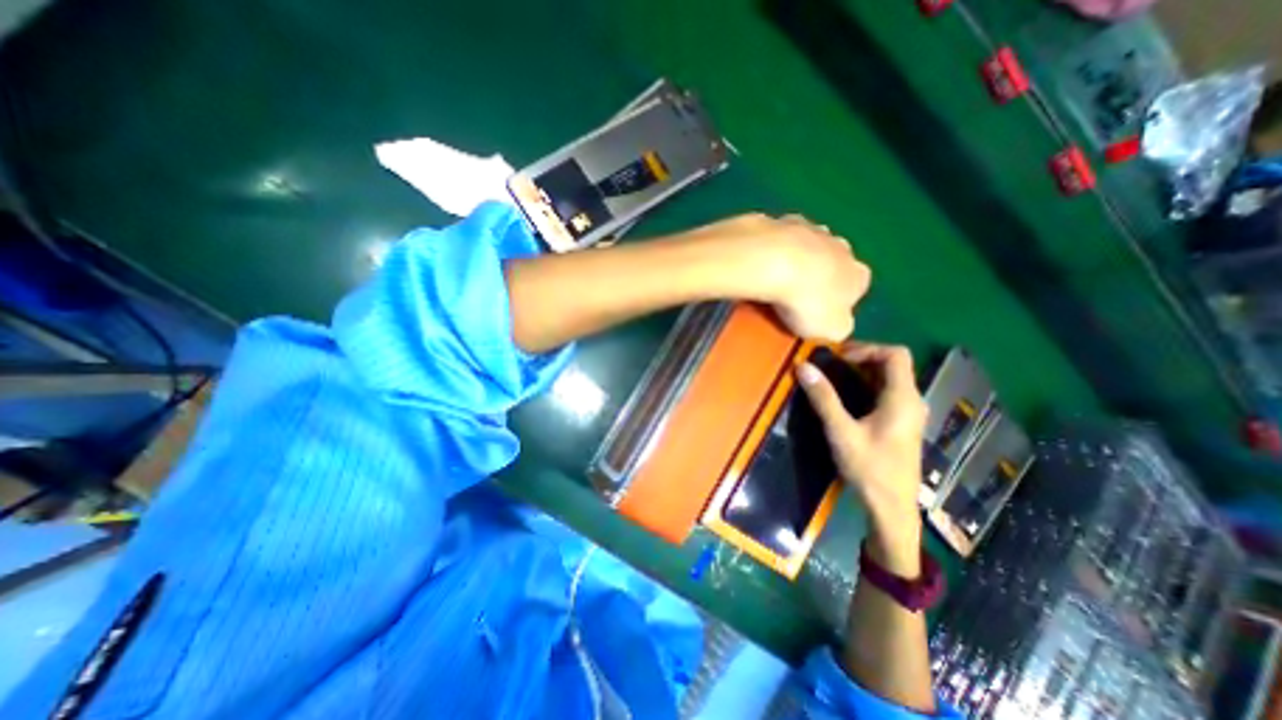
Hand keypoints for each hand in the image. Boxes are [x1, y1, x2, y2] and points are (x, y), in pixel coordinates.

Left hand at [685, 212, 866, 339]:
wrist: (773, 261)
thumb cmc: (807, 301)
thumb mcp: (832, 330)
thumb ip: (838, 327)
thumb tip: (834, 323)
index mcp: (858, 275)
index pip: (854, 291)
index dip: (834, 305)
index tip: (812, 316)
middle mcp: (842, 247)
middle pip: (831, 266)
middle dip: (814, 280)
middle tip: (790, 300)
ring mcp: (811, 229)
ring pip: (806, 248)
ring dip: (793, 262)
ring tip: (770, 283)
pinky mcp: (781, 221)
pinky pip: (778, 240)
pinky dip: (770, 250)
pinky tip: (756, 265)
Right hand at [797, 339, 928, 568]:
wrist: (892, 509)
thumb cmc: (869, 469)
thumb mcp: (841, 432)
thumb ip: (823, 398)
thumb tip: (803, 367)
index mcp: (902, 398)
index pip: (895, 354)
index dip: (867, 348)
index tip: (839, 359)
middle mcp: (911, 400)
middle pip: (893, 364)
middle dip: (861, 358)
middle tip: (830, 364)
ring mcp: (909, 413)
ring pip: (889, 378)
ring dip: (862, 372)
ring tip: (833, 377)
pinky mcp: (902, 423)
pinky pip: (887, 393)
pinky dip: (867, 386)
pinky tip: (846, 398)